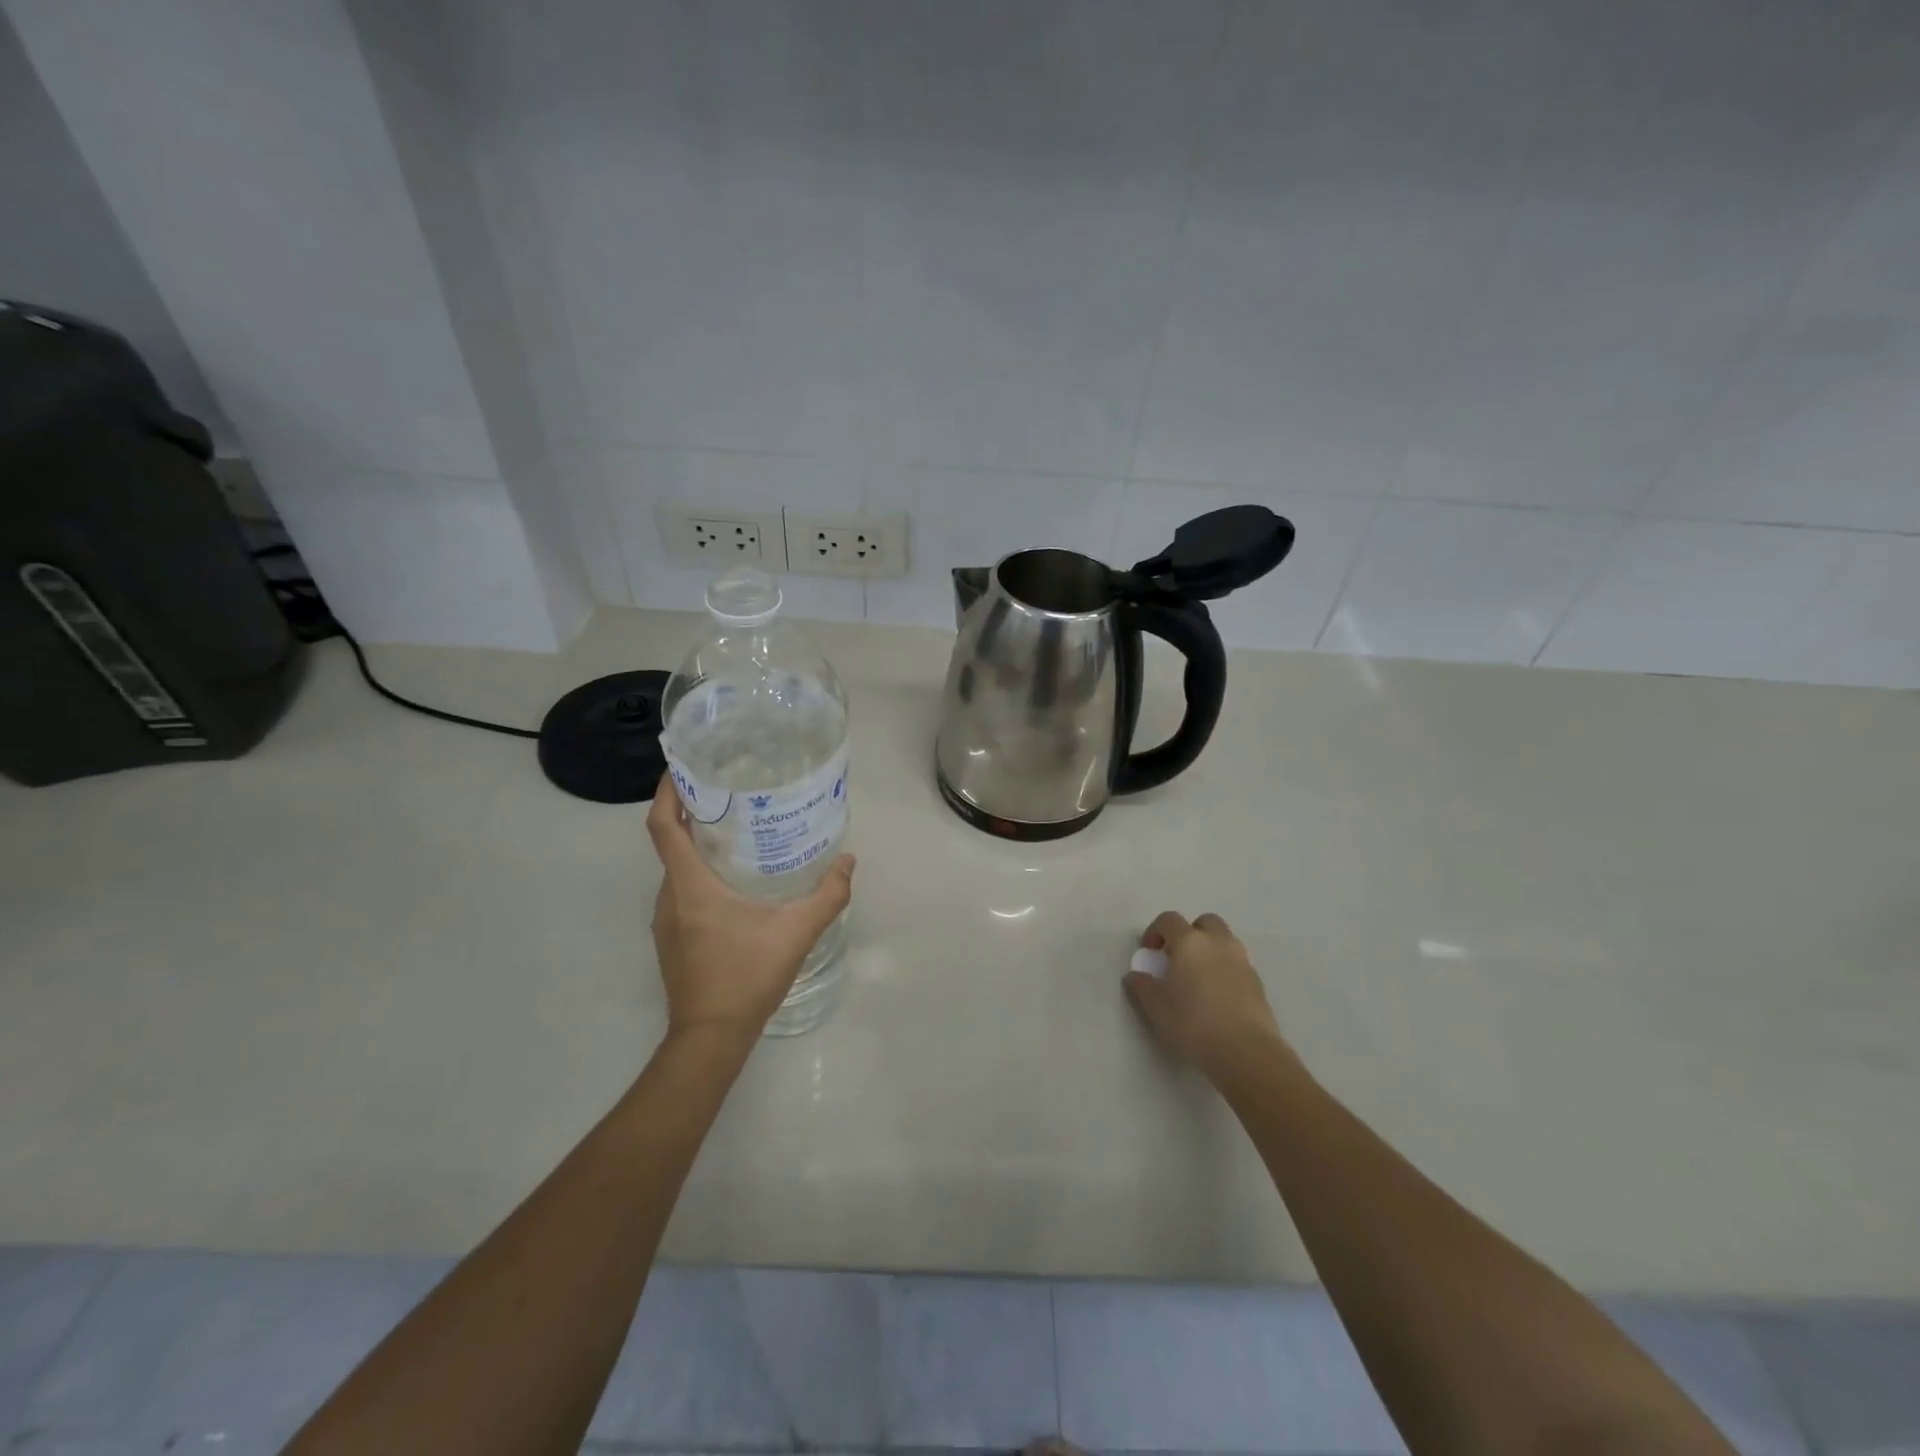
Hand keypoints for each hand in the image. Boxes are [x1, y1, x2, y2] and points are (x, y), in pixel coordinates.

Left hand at [646, 780, 854, 1042]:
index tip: (682, 767)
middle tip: (730, 794)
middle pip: (669, 843)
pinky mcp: (672, 939)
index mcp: (690, 886)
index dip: (668, 792)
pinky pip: (681, 892)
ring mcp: (666, 921)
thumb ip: (828, 896)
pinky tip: (734, 882)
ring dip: (697, 846)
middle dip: (692, 814)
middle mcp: (670, 897)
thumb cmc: (747, 977)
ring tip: (737, 832)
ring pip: (676, 870)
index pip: (663, 827)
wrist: (710, 1038)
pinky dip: (698, 874)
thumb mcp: (796, 933)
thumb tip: (848, 862)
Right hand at [1123, 910, 1291, 1078]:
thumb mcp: (1156, 1007)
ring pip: (1224, 940)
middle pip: (1204, 922)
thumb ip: (1142, 986)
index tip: (1149, 952)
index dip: (1155, 931)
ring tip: (1198, 977)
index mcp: (1189, 942)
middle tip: (1178, 958)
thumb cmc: (1194, 1024)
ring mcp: (1241, 960)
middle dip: (1189, 933)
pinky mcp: (1257, 980)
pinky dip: (1224, 968)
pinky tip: (1217, 995)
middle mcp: (1217, 942)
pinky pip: (1236, 962)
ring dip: (1209, 949)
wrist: (1246, 1051)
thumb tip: (1135, 975)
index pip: (1168, 920)